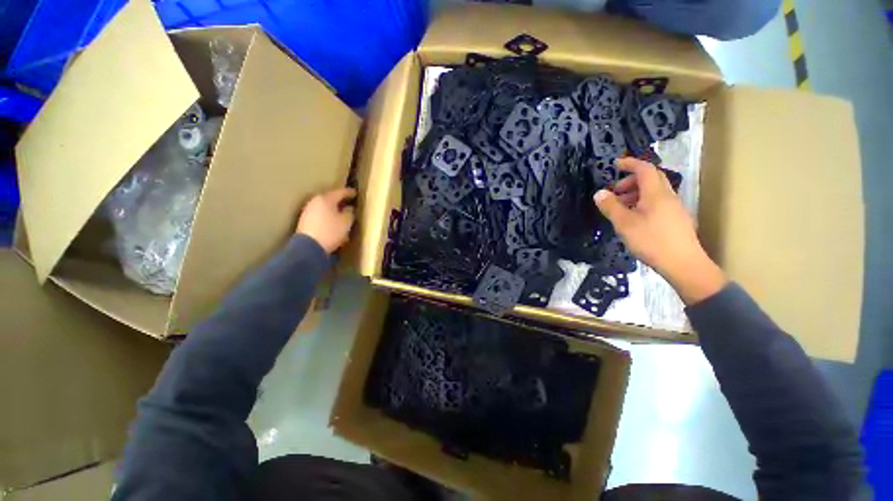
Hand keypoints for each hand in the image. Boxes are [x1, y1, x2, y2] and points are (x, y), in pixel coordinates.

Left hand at [296, 187, 356, 253]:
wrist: (308, 247)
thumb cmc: (330, 231)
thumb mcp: (346, 222)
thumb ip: (350, 213)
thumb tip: (349, 209)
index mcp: (326, 199)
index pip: (340, 192)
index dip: (349, 192)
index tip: (356, 193)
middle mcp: (315, 201)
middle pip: (331, 199)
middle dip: (340, 201)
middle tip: (349, 204)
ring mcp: (308, 211)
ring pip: (325, 207)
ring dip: (334, 210)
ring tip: (342, 215)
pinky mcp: (305, 221)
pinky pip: (320, 215)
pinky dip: (328, 217)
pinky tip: (333, 224)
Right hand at [593, 158, 726, 303]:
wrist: (683, 264)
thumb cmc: (651, 241)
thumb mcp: (624, 224)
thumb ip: (611, 207)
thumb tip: (599, 193)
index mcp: (656, 194)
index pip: (645, 169)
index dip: (630, 163)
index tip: (615, 165)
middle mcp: (668, 196)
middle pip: (651, 179)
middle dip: (631, 180)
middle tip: (614, 192)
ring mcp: (674, 208)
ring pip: (654, 192)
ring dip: (636, 193)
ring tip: (620, 207)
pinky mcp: (676, 219)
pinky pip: (658, 203)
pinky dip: (643, 203)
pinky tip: (634, 219)